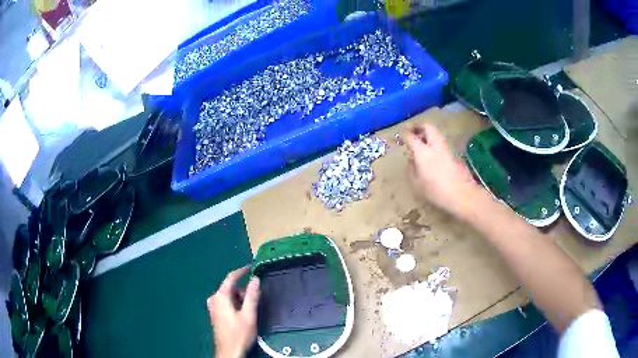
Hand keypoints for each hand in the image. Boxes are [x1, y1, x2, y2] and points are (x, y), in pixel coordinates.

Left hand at [208, 266, 260, 357]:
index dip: (242, 271)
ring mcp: (213, 306)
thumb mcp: (249, 315)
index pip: (231, 278)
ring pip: (229, 296)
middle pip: (230, 288)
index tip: (252, 267)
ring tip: (249, 312)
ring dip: (239, 299)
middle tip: (254, 301)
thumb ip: (252, 296)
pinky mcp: (215, 313)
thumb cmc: (239, 333)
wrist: (229, 351)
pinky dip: (235, 304)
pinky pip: (226, 302)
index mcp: (220, 296)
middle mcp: (214, 298)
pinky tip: (242, 315)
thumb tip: (255, 279)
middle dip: (243, 292)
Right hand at [405, 124, 481, 217]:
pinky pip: (443, 145)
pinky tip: (434, 155)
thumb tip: (411, 161)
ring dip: (429, 135)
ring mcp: (447, 150)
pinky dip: (436, 145)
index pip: (412, 137)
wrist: (462, 195)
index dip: (406, 134)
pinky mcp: (456, 156)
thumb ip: (412, 170)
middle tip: (414, 130)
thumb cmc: (436, 191)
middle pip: (428, 128)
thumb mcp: (417, 184)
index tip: (402, 134)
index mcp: (422, 152)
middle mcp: (435, 146)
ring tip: (423, 142)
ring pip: (437, 135)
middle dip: (420, 127)